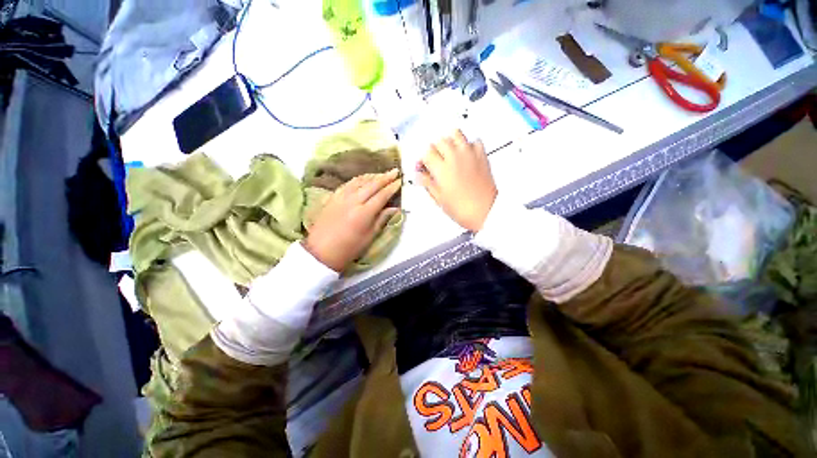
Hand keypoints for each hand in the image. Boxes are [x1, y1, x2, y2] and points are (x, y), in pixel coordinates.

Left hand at [304, 170, 401, 271]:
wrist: (321, 251)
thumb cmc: (349, 248)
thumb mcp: (369, 236)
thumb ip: (382, 219)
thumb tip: (395, 208)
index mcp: (364, 213)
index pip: (381, 196)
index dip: (392, 188)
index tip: (400, 181)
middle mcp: (353, 201)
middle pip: (372, 185)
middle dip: (385, 177)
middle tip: (395, 171)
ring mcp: (341, 197)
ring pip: (359, 181)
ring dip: (372, 176)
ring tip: (382, 173)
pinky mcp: (333, 197)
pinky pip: (347, 183)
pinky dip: (358, 179)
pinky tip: (363, 178)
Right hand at [418, 130, 496, 231]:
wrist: (485, 211)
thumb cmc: (462, 209)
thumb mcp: (439, 199)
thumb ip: (428, 184)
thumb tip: (418, 176)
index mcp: (442, 169)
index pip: (426, 153)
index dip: (422, 159)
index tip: (423, 167)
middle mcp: (454, 158)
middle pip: (440, 141)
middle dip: (435, 150)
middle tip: (436, 161)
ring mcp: (469, 154)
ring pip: (456, 134)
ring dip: (450, 141)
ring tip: (450, 153)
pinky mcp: (482, 155)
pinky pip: (474, 141)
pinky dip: (469, 145)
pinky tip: (466, 155)